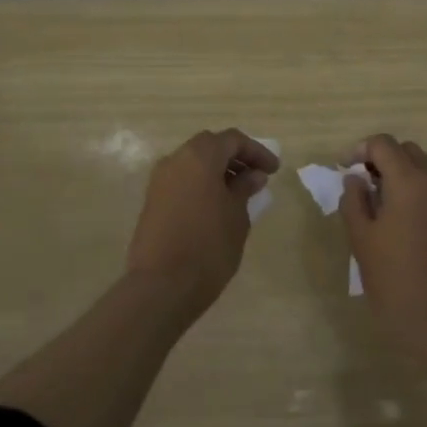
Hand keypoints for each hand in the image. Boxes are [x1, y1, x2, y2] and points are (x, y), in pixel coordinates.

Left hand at [127, 129, 279, 314]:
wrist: (161, 286)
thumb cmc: (208, 246)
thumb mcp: (237, 216)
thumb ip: (244, 189)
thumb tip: (252, 175)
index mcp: (199, 157)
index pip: (232, 140)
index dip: (256, 152)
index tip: (274, 171)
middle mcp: (175, 160)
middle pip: (210, 147)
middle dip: (235, 158)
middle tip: (256, 177)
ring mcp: (159, 181)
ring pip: (193, 163)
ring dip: (217, 171)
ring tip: (239, 193)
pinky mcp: (152, 201)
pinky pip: (182, 181)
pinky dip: (201, 184)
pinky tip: (216, 206)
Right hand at [340, 134, 426, 358]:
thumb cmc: (396, 282)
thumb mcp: (362, 241)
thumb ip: (354, 202)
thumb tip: (355, 180)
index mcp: (410, 182)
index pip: (383, 144)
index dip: (359, 150)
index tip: (344, 170)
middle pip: (406, 151)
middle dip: (381, 158)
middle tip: (360, 184)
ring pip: (424, 166)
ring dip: (401, 172)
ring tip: (379, 200)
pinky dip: (416, 188)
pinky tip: (400, 218)